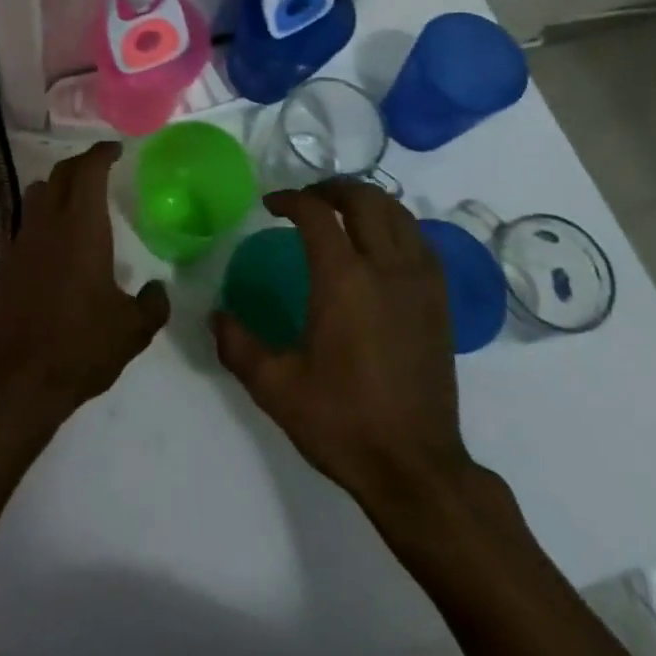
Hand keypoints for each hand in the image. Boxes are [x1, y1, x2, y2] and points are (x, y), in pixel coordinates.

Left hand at [0, 142, 170, 419]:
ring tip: (74, 199)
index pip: (88, 170)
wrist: (21, 379)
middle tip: (100, 169)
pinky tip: (50, 238)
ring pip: (35, 193)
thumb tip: (157, 291)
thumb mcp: (133, 329)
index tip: (115, 150)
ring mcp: (21, 241)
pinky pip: (21, 222)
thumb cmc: (82, 345)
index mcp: (81, 226)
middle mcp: (48, 223)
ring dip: (55, 186)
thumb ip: (153, 304)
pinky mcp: (5, 262)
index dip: (101, 153)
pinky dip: (38, 216)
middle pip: (60, 174)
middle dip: (81, 164)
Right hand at [212, 179, 471, 508]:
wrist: (416, 468)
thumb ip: (238, 344)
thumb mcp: (276, 387)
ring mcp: (420, 283)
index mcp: (344, 280)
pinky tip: (381, 244)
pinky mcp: (440, 302)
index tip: (270, 205)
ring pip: (399, 214)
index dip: (290, 199)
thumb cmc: (343, 422)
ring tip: (342, 212)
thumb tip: (214, 315)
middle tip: (307, 199)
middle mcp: (386, 268)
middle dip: (332, 188)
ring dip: (367, 201)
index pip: (317, 213)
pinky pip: (421, 241)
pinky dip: (397, 225)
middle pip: (364, 199)